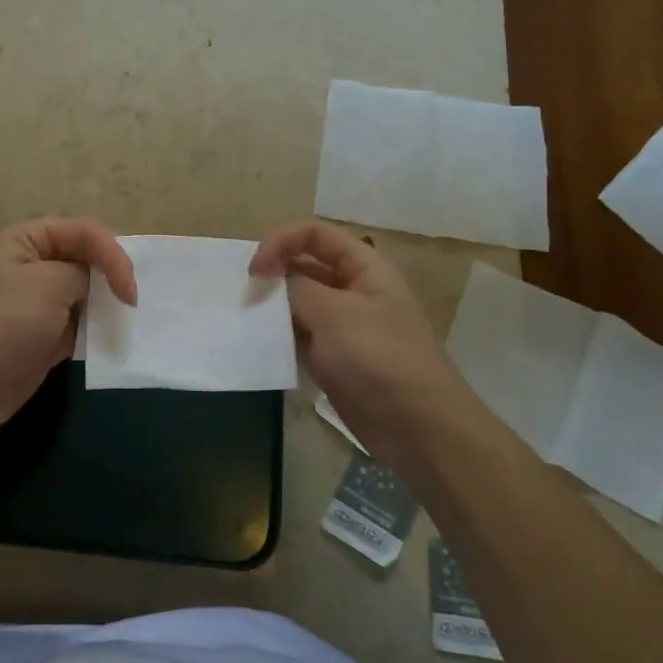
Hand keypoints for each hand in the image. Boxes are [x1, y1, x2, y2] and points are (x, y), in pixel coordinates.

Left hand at [0, 218, 136, 437]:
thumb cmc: (4, 322)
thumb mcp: (49, 283)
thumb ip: (84, 273)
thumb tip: (97, 285)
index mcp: (28, 239)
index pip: (85, 231)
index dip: (113, 254)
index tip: (129, 291)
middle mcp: (35, 264)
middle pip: (88, 260)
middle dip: (113, 277)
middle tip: (135, 302)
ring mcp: (40, 302)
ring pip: (87, 294)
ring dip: (108, 306)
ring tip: (132, 320)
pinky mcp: (46, 336)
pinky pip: (82, 326)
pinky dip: (98, 332)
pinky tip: (114, 341)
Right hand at [250, 222, 464, 438]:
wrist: (417, 427)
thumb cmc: (378, 358)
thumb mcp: (334, 313)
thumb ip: (296, 287)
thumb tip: (270, 278)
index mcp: (364, 267)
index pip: (315, 235)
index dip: (282, 241)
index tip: (255, 269)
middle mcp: (353, 290)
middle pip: (305, 266)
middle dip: (273, 274)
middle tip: (245, 295)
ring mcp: (343, 326)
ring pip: (299, 303)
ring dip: (273, 307)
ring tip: (246, 319)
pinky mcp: (333, 357)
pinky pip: (299, 336)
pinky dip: (279, 337)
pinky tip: (259, 344)